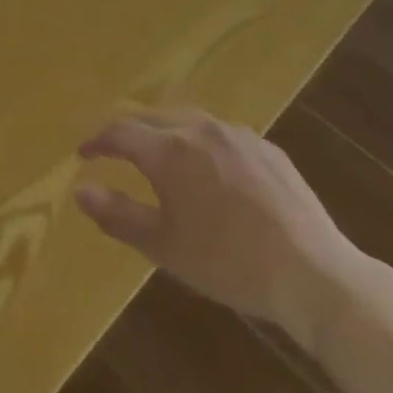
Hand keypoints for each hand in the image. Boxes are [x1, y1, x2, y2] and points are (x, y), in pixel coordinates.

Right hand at [74, 109, 367, 346]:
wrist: (314, 274)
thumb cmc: (229, 263)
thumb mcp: (164, 246)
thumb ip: (117, 215)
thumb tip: (78, 190)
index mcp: (169, 150)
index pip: (119, 132)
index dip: (96, 141)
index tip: (83, 154)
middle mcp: (199, 129)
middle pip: (150, 117)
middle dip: (127, 131)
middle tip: (114, 149)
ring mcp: (237, 135)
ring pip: (187, 119)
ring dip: (164, 131)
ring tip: (158, 152)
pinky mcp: (267, 148)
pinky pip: (221, 133)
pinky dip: (201, 141)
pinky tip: (210, 167)